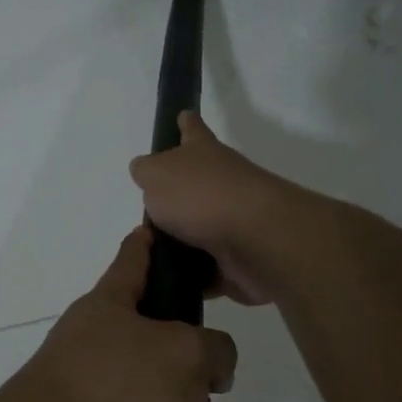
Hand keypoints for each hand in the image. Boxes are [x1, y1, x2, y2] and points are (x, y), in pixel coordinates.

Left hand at [0, 226, 236, 401]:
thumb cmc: (118, 386)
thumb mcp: (186, 353)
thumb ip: (215, 349)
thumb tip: (212, 367)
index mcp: (110, 305)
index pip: (135, 256)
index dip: (154, 240)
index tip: (164, 226)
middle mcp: (93, 345)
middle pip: (152, 342)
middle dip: (190, 369)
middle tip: (212, 389)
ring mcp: (86, 396)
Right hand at [129, 112, 307, 305]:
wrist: (256, 241)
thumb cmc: (202, 197)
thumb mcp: (157, 175)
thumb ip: (146, 172)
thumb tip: (145, 172)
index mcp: (203, 155)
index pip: (192, 131)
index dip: (185, 124)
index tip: (183, 116)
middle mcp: (222, 184)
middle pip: (194, 187)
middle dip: (174, 199)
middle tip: (146, 214)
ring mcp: (233, 223)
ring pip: (198, 232)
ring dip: (179, 244)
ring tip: (147, 257)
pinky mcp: (237, 261)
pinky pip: (206, 271)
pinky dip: (191, 278)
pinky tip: (168, 285)